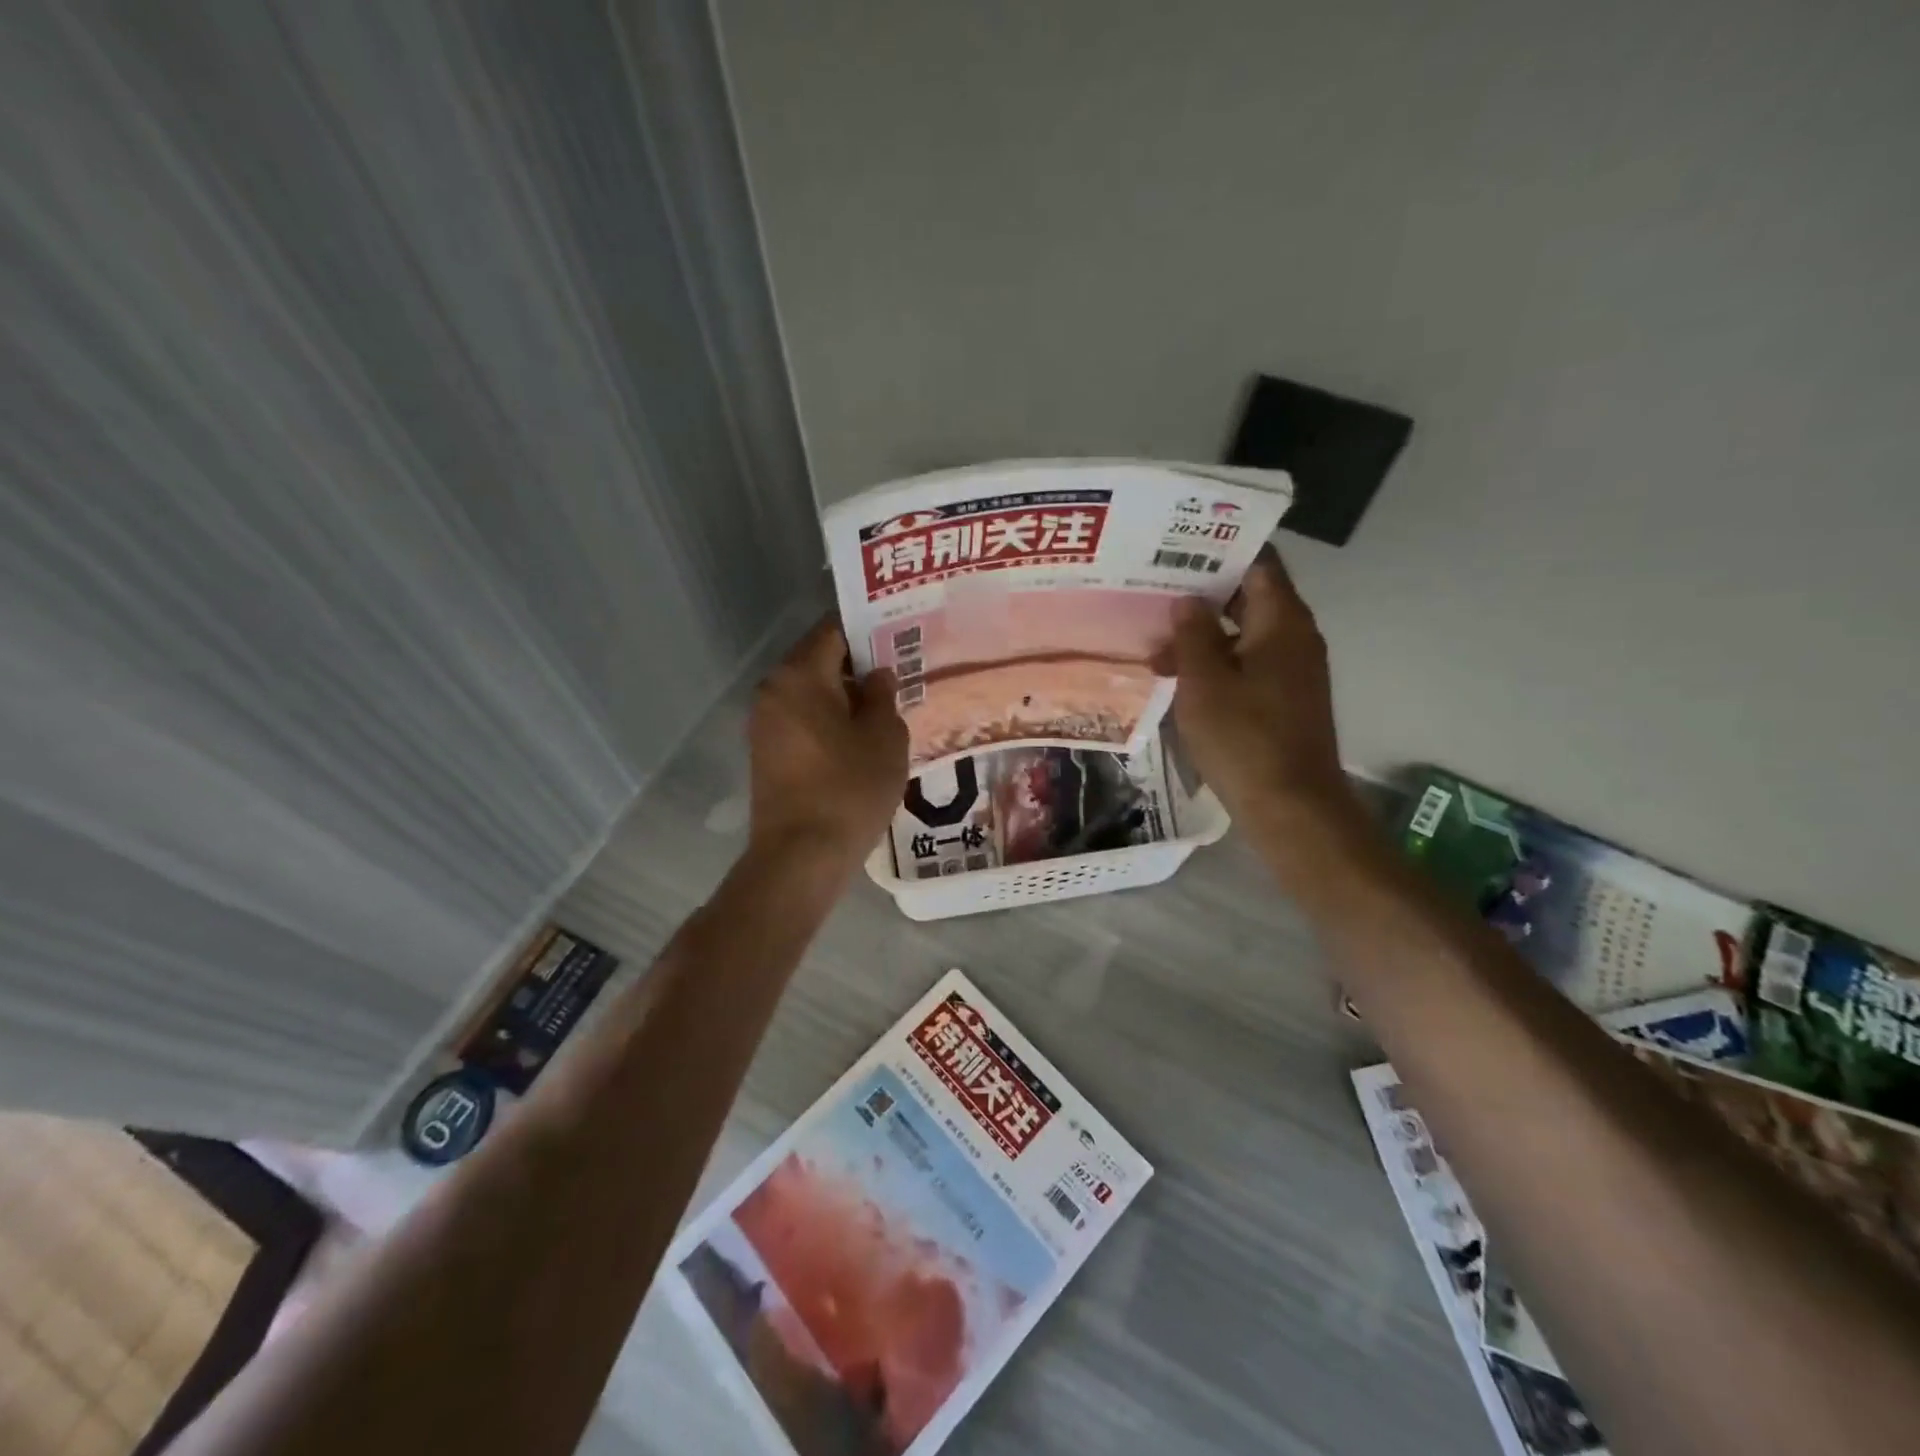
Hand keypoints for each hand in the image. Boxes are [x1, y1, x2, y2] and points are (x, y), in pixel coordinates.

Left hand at [747, 617, 908, 865]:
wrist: (801, 856)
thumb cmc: (849, 788)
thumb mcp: (885, 737)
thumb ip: (883, 696)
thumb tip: (876, 676)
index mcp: (799, 675)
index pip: (833, 630)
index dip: (868, 630)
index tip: (898, 638)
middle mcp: (773, 690)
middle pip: (818, 660)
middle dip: (857, 664)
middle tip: (897, 674)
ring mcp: (764, 723)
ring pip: (809, 692)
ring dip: (842, 695)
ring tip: (882, 709)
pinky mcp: (765, 753)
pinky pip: (800, 719)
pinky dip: (827, 720)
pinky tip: (856, 738)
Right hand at [1166, 549, 1353, 827]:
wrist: (1291, 806)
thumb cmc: (1245, 739)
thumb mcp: (1205, 683)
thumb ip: (1192, 635)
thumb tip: (1186, 601)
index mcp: (1282, 622)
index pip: (1258, 562)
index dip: (1219, 550)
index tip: (1178, 544)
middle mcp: (1294, 637)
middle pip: (1249, 597)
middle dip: (1203, 592)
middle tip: (1153, 586)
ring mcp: (1292, 670)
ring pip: (1244, 634)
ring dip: (1203, 633)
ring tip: (1154, 637)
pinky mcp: (1283, 699)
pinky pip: (1247, 663)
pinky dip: (1215, 662)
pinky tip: (1177, 675)